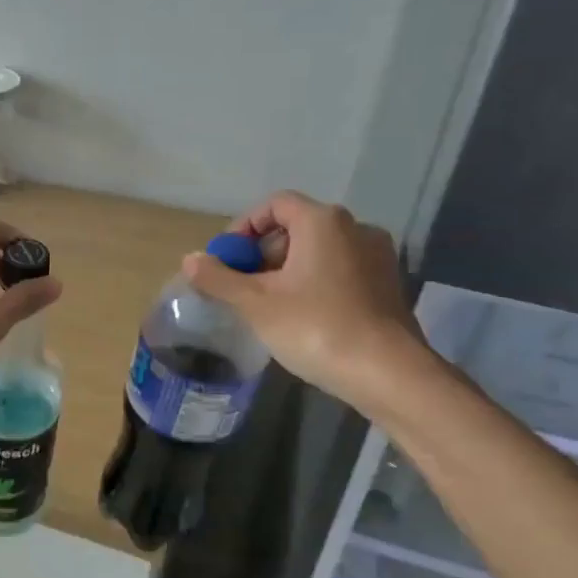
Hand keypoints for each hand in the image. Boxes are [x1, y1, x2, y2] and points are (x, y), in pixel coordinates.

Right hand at [180, 190, 433, 410]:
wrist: (388, 373)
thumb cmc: (316, 328)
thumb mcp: (256, 303)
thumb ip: (219, 278)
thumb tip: (190, 259)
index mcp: (323, 222)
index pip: (274, 204)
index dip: (243, 227)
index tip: (226, 259)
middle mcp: (355, 228)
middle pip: (296, 227)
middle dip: (262, 253)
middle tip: (241, 287)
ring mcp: (377, 256)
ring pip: (318, 251)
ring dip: (286, 270)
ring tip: (267, 306)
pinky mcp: (387, 285)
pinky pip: (339, 271)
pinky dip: (314, 283)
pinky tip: (302, 317)